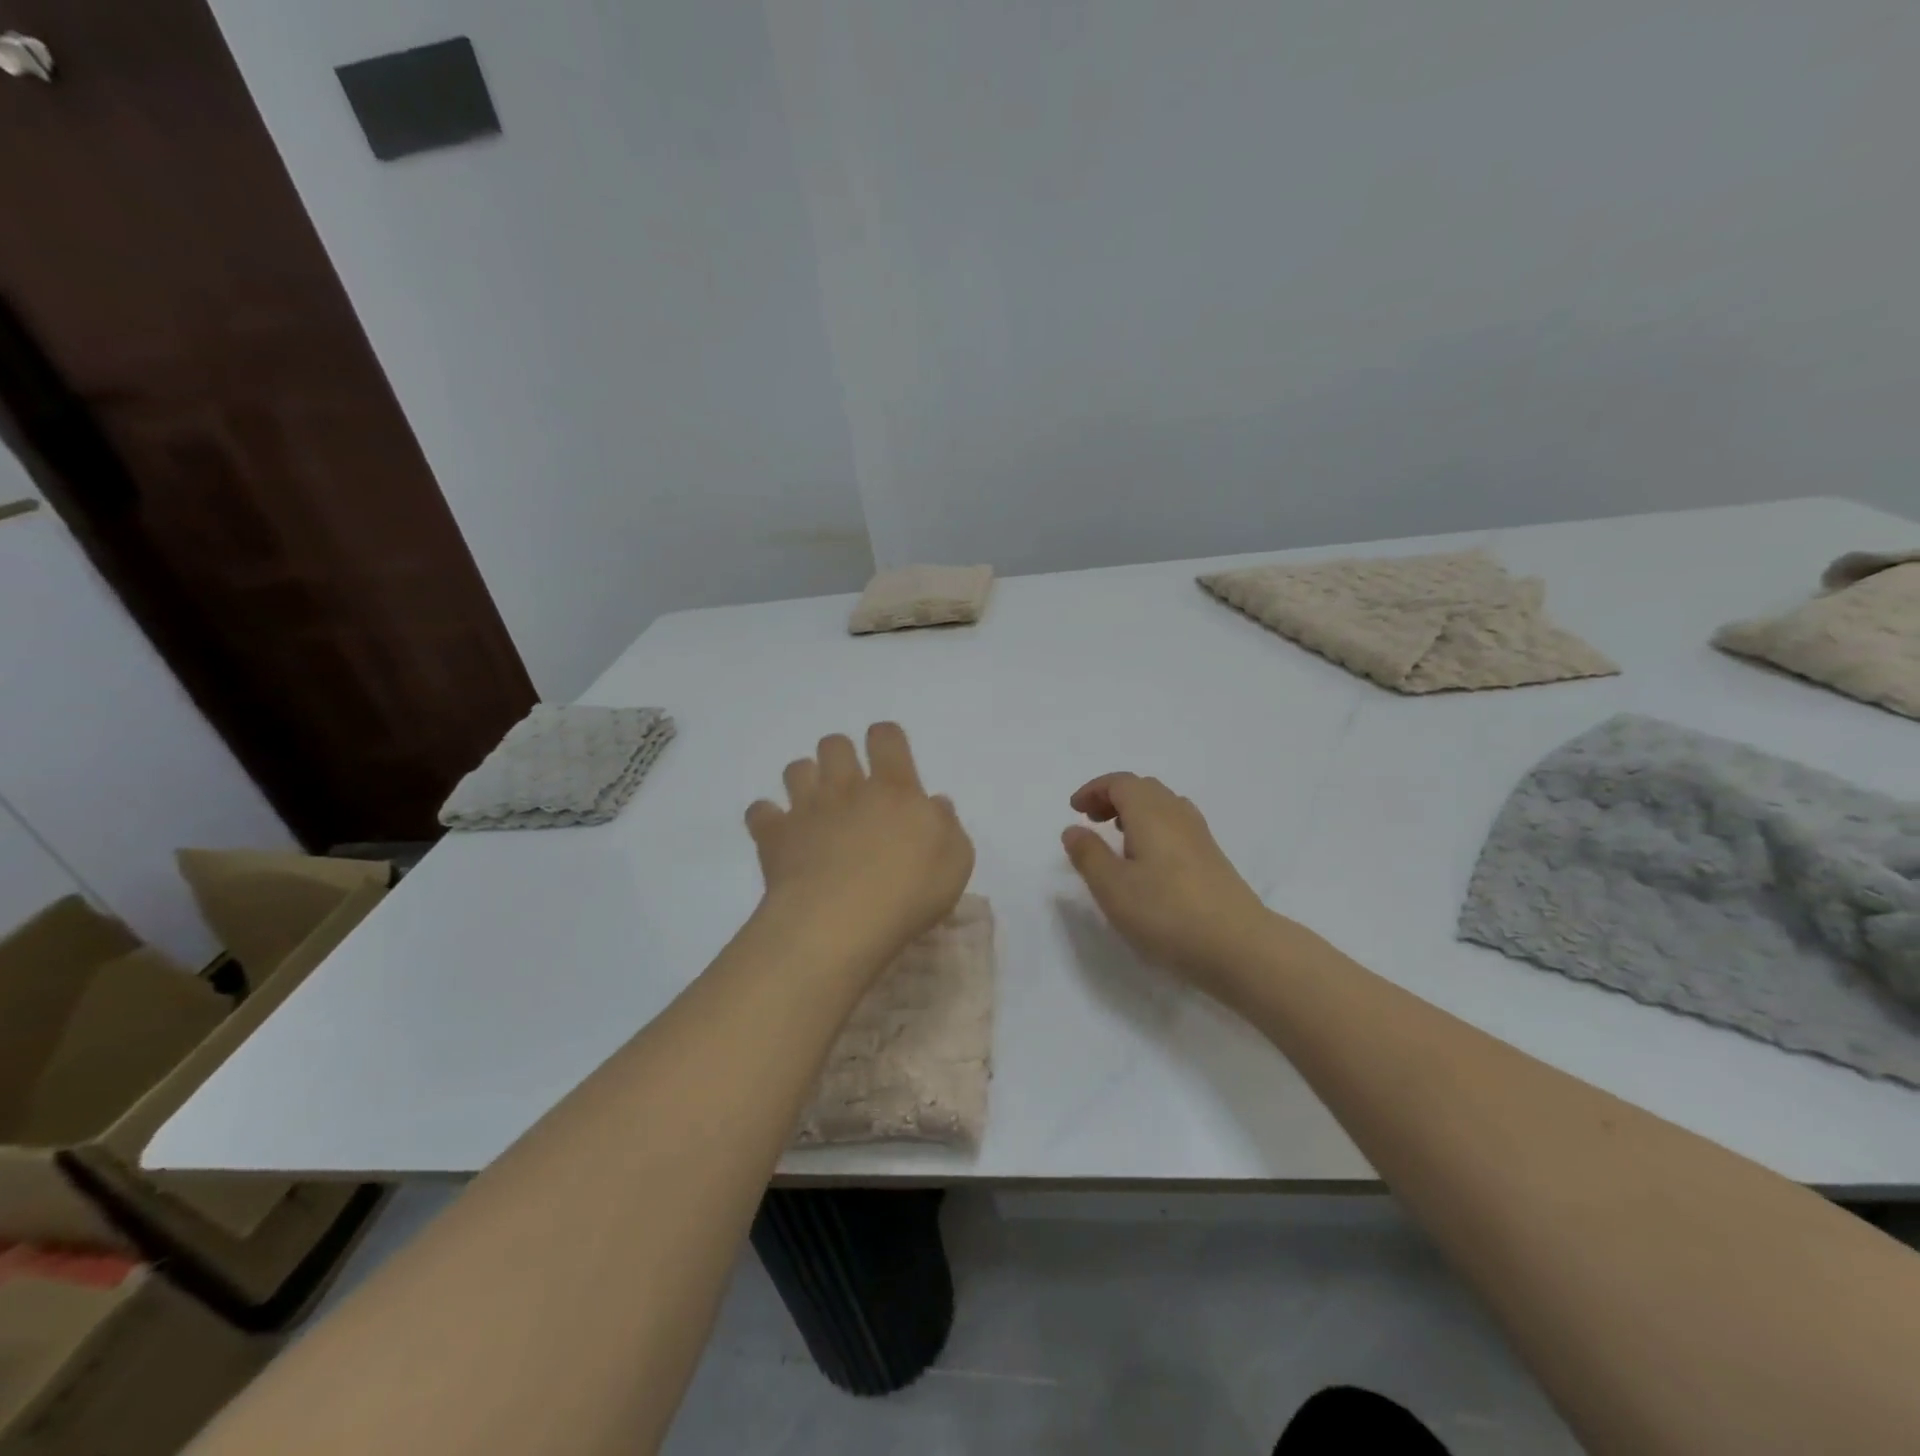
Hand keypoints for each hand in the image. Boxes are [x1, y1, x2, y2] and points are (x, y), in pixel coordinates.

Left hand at [746, 723, 973, 965]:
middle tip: (851, 788)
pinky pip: (759, 811)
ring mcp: (807, 809)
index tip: (889, 759)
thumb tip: (934, 803)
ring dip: (805, 780)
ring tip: (816, 807)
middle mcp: (847, 788)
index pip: (886, 737)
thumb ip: (946, 825)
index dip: (885, 739)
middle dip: (840, 755)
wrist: (840, 922)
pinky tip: (779, 835)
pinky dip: (767, 818)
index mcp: (894, 789)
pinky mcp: (774, 836)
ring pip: (796, 769)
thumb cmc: (908, 893)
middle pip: (834, 744)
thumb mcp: (955, 861)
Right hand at [1062, 773, 1276, 996]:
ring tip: (1118, 839)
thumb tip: (1074, 829)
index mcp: (1150, 812)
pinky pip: (1177, 826)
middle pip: (1144, 789)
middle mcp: (1177, 814)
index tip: (1074, 810)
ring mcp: (1200, 836)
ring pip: (1163, 807)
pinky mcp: (1212, 859)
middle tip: (1093, 821)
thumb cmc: (1165, 912)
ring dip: (1135, 813)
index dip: (1094, 790)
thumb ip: (1088, 854)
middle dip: (1114, 797)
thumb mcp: (1112, 887)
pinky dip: (1154, 829)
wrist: (1238, 946)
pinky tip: (1148, 862)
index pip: (1120, 782)